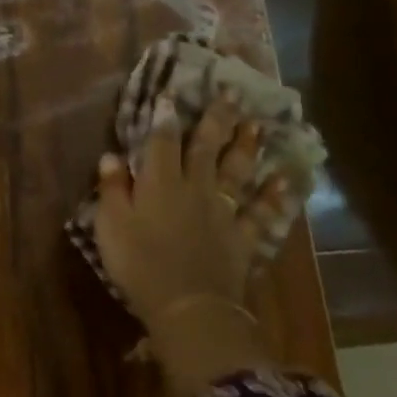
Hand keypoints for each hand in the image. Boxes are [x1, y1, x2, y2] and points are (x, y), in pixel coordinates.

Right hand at [93, 89, 285, 353]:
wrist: (188, 304)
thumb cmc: (139, 263)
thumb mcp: (111, 224)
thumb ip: (112, 189)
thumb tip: (112, 156)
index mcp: (159, 184)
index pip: (160, 142)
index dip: (164, 117)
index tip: (170, 93)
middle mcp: (195, 189)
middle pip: (205, 148)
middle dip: (215, 119)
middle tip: (229, 92)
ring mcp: (223, 212)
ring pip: (236, 172)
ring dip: (246, 147)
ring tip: (255, 124)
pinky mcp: (242, 237)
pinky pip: (261, 213)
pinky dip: (274, 197)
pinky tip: (285, 181)